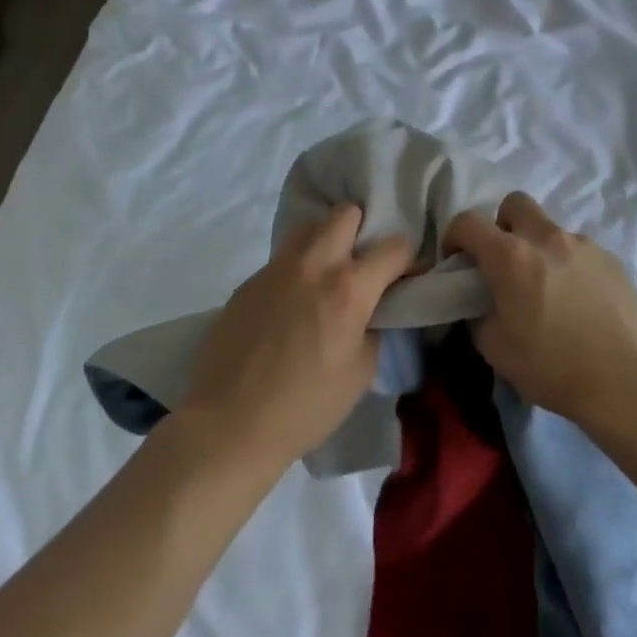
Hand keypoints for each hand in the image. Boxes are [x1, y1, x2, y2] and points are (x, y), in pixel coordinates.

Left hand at [180, 204, 412, 470]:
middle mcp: (314, 264)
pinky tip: (291, 305)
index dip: (407, 259)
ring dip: (326, 241)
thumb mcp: (361, 372)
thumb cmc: (305, 406)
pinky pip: (282, 258)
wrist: (229, 423)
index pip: (395, 246)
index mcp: (349, 288)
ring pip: (310, 226)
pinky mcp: (249, 281)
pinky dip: (296, 269)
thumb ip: (374, 327)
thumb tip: (372, 309)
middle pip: (347, 212)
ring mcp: (277, 268)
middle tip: (362, 264)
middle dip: (363, 230)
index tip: (404, 277)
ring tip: (326, 276)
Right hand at [444, 192, 636, 427]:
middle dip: (502, 224)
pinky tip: (579, 302)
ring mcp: (583, 245)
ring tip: (548, 291)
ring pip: (550, 229)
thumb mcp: (497, 351)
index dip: (454, 236)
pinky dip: (569, 266)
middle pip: (515, 204)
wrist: (628, 380)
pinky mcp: (612, 259)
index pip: (468, 221)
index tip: (457, 261)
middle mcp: (546, 238)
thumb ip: (480, 317)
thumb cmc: (554, 367)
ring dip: (539, 249)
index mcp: (511, 256)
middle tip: (504, 262)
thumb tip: (482, 306)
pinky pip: (579, 251)